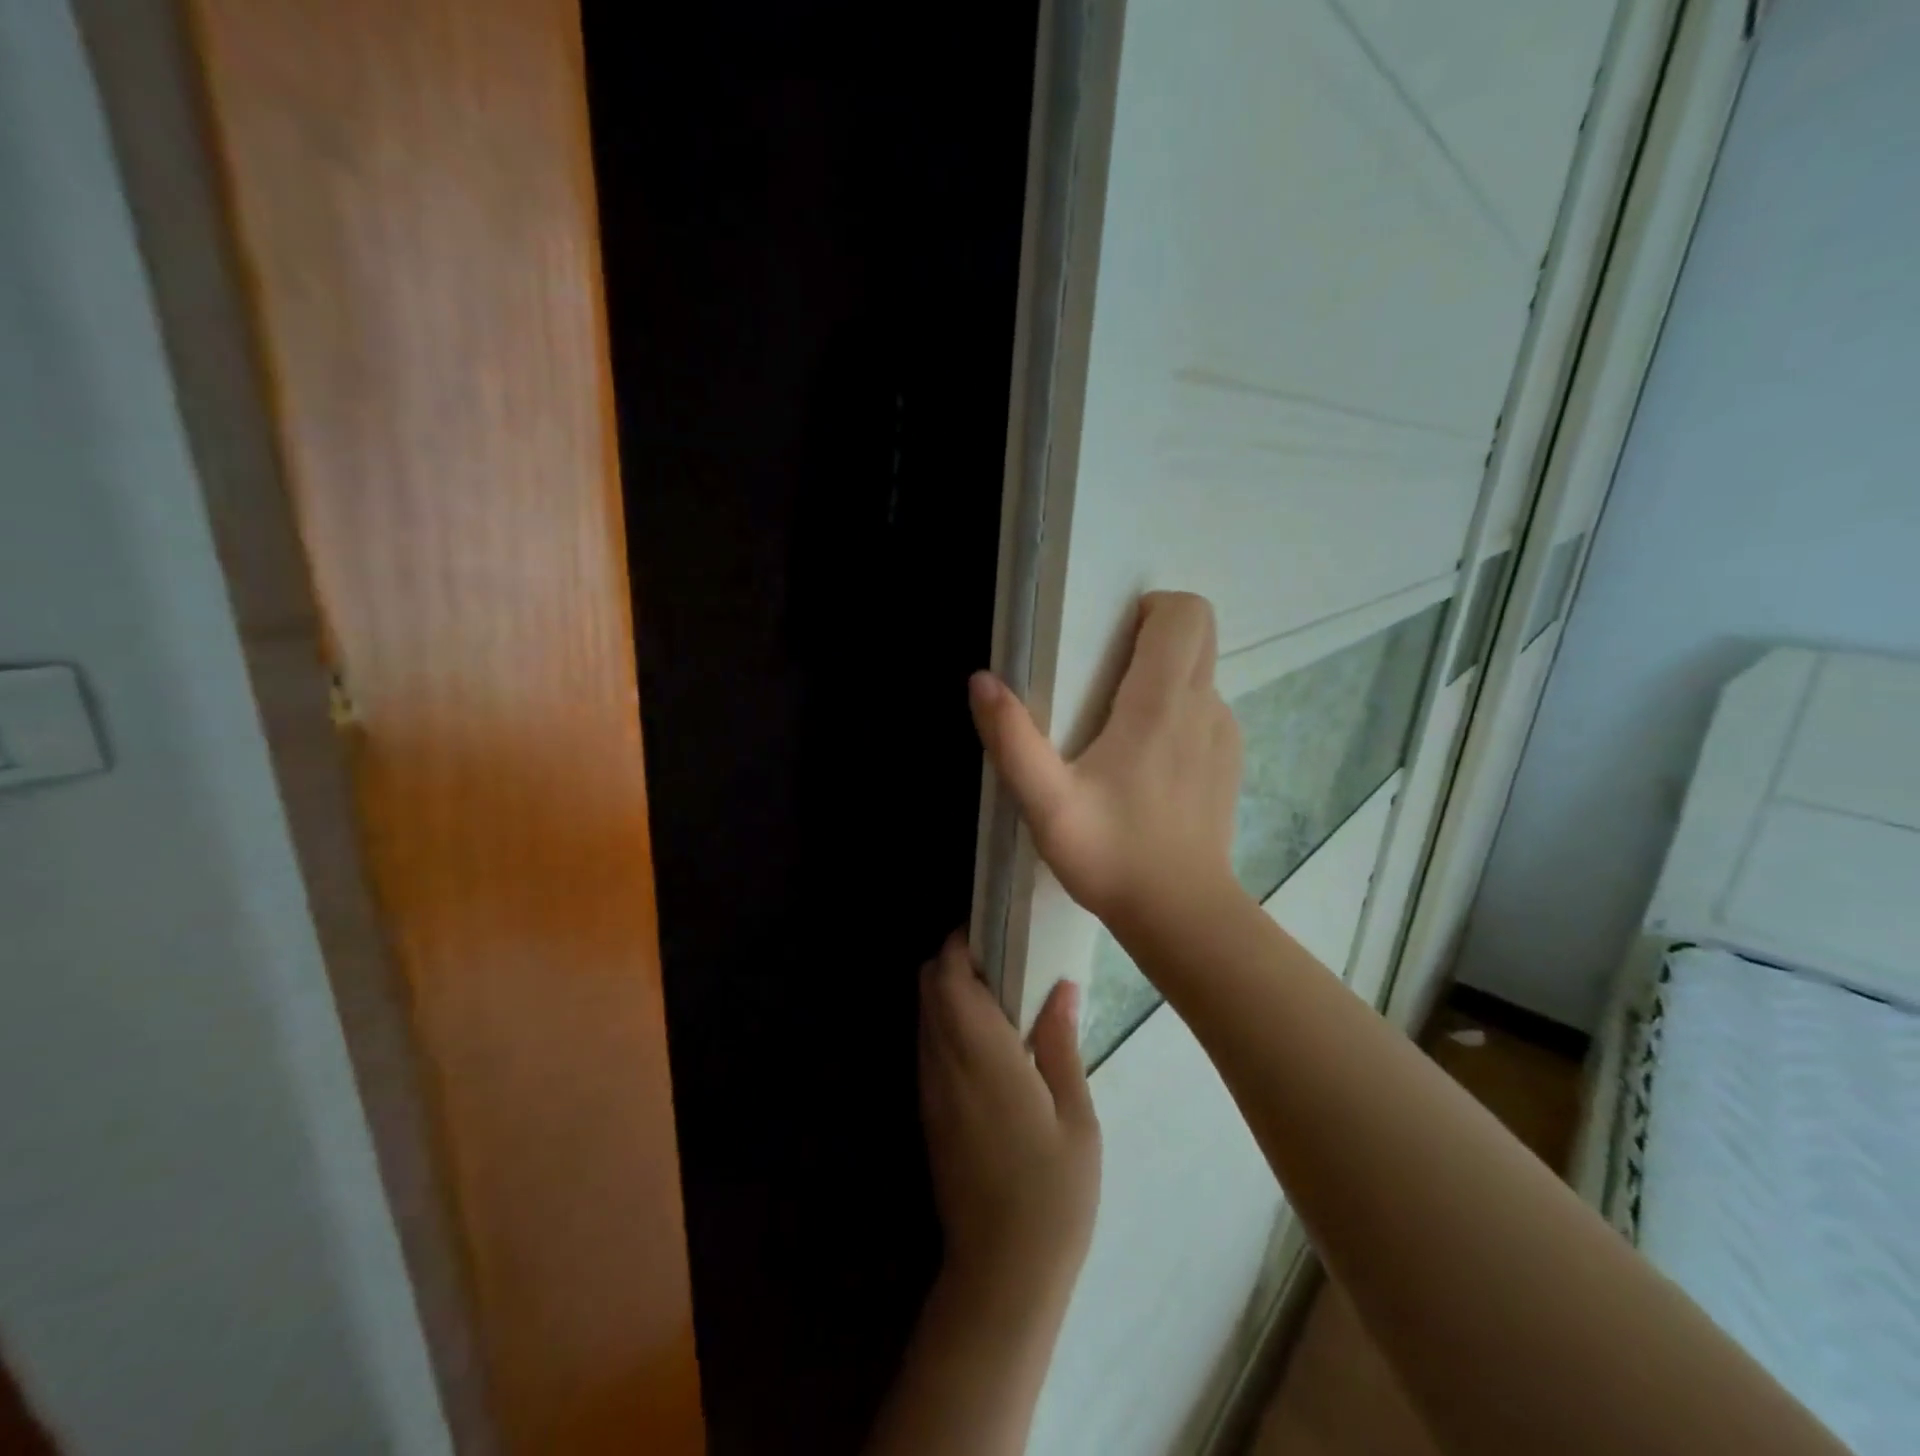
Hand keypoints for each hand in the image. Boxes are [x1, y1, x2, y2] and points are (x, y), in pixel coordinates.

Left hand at [919, 935, 1100, 1295]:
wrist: (1001, 1275)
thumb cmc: (1052, 1194)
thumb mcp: (1076, 1117)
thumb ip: (1060, 1044)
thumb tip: (1060, 987)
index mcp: (982, 1055)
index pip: (948, 976)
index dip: (961, 942)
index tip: (994, 928)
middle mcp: (944, 1062)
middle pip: (927, 986)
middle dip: (954, 959)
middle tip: (1004, 960)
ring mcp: (930, 1088)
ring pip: (923, 1013)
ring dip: (950, 991)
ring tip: (1001, 996)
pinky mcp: (928, 1112)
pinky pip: (928, 1045)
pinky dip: (947, 1023)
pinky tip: (989, 1041)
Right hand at [969, 591, 1242, 933]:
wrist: (1181, 914)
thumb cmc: (1111, 855)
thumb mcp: (1046, 803)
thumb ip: (1012, 739)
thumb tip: (981, 680)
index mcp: (1160, 703)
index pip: (1185, 613)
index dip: (1149, 610)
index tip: (1107, 644)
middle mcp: (1202, 705)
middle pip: (1199, 633)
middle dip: (1155, 634)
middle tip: (1105, 679)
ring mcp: (1223, 733)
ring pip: (1201, 672)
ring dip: (1163, 677)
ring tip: (1118, 729)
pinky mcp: (1228, 761)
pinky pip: (1205, 709)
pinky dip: (1178, 713)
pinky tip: (1146, 764)